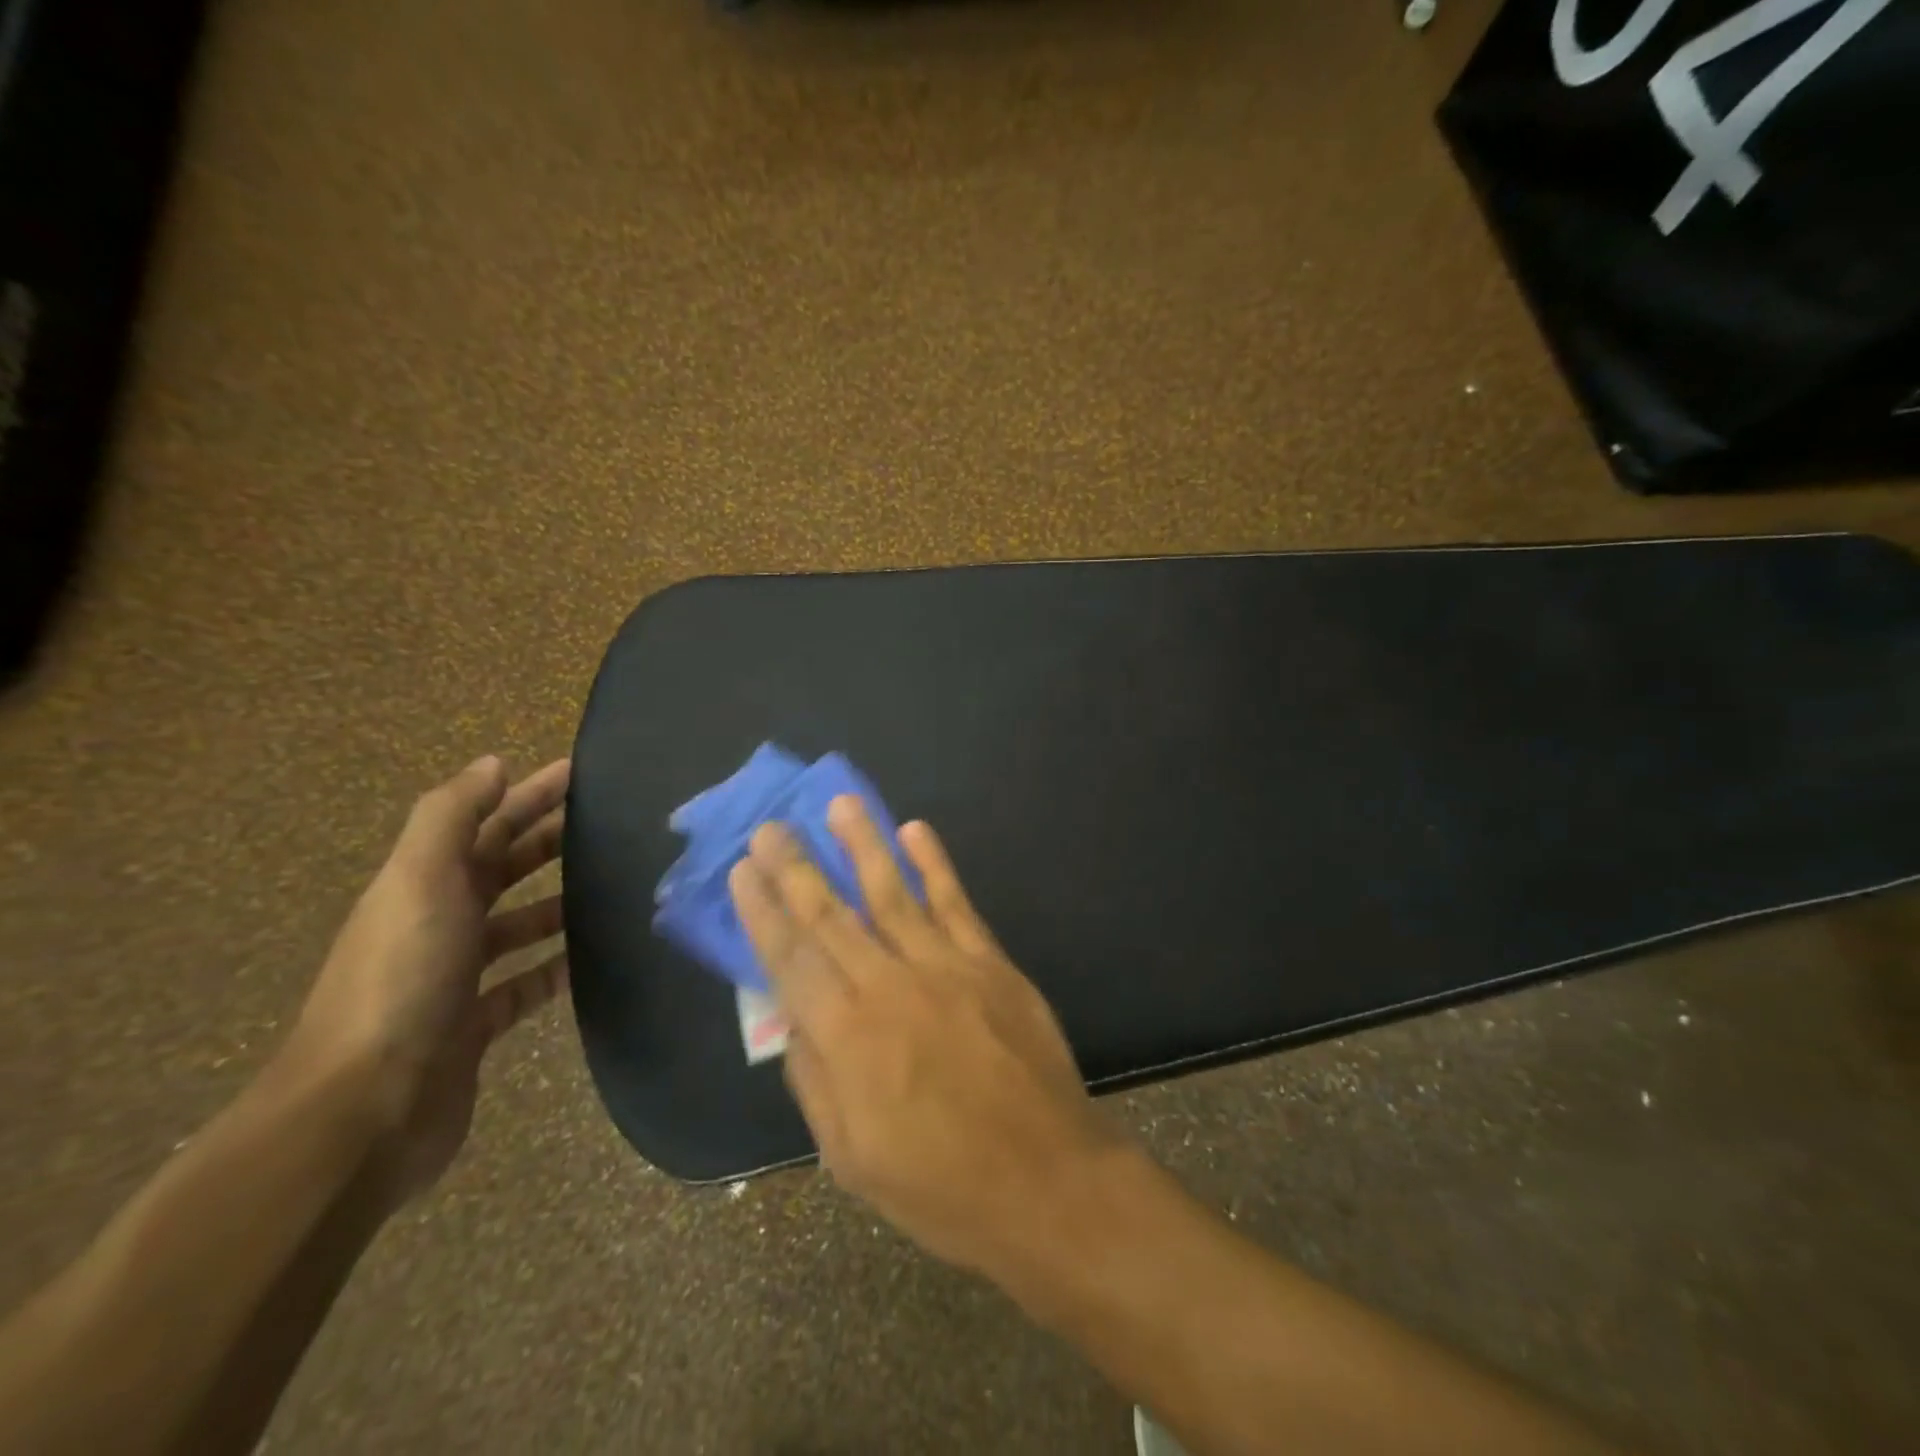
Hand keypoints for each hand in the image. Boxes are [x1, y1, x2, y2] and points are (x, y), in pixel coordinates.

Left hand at [290, 756, 570, 1206]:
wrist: (365, 1110)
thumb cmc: (400, 980)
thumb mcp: (418, 880)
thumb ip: (451, 816)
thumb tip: (494, 763)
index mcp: (422, 886)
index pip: (484, 824)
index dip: (528, 794)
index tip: (579, 773)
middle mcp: (437, 925)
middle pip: (502, 869)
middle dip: (548, 840)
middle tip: (609, 824)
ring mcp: (455, 979)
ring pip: (518, 927)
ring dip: (558, 904)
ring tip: (613, 890)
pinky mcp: (475, 1026)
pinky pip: (526, 985)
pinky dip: (556, 969)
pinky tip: (594, 960)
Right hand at [727, 796, 1122, 1275]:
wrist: (1046, 1181)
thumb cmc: (941, 1185)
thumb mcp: (852, 1158)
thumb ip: (815, 1081)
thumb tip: (793, 1021)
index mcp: (848, 1036)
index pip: (791, 959)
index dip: (763, 911)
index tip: (744, 870)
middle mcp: (890, 985)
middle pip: (833, 915)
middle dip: (797, 867)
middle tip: (773, 825)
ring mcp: (946, 966)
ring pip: (893, 892)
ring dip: (863, 844)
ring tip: (840, 804)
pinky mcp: (991, 963)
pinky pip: (956, 903)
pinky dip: (935, 865)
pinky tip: (916, 831)